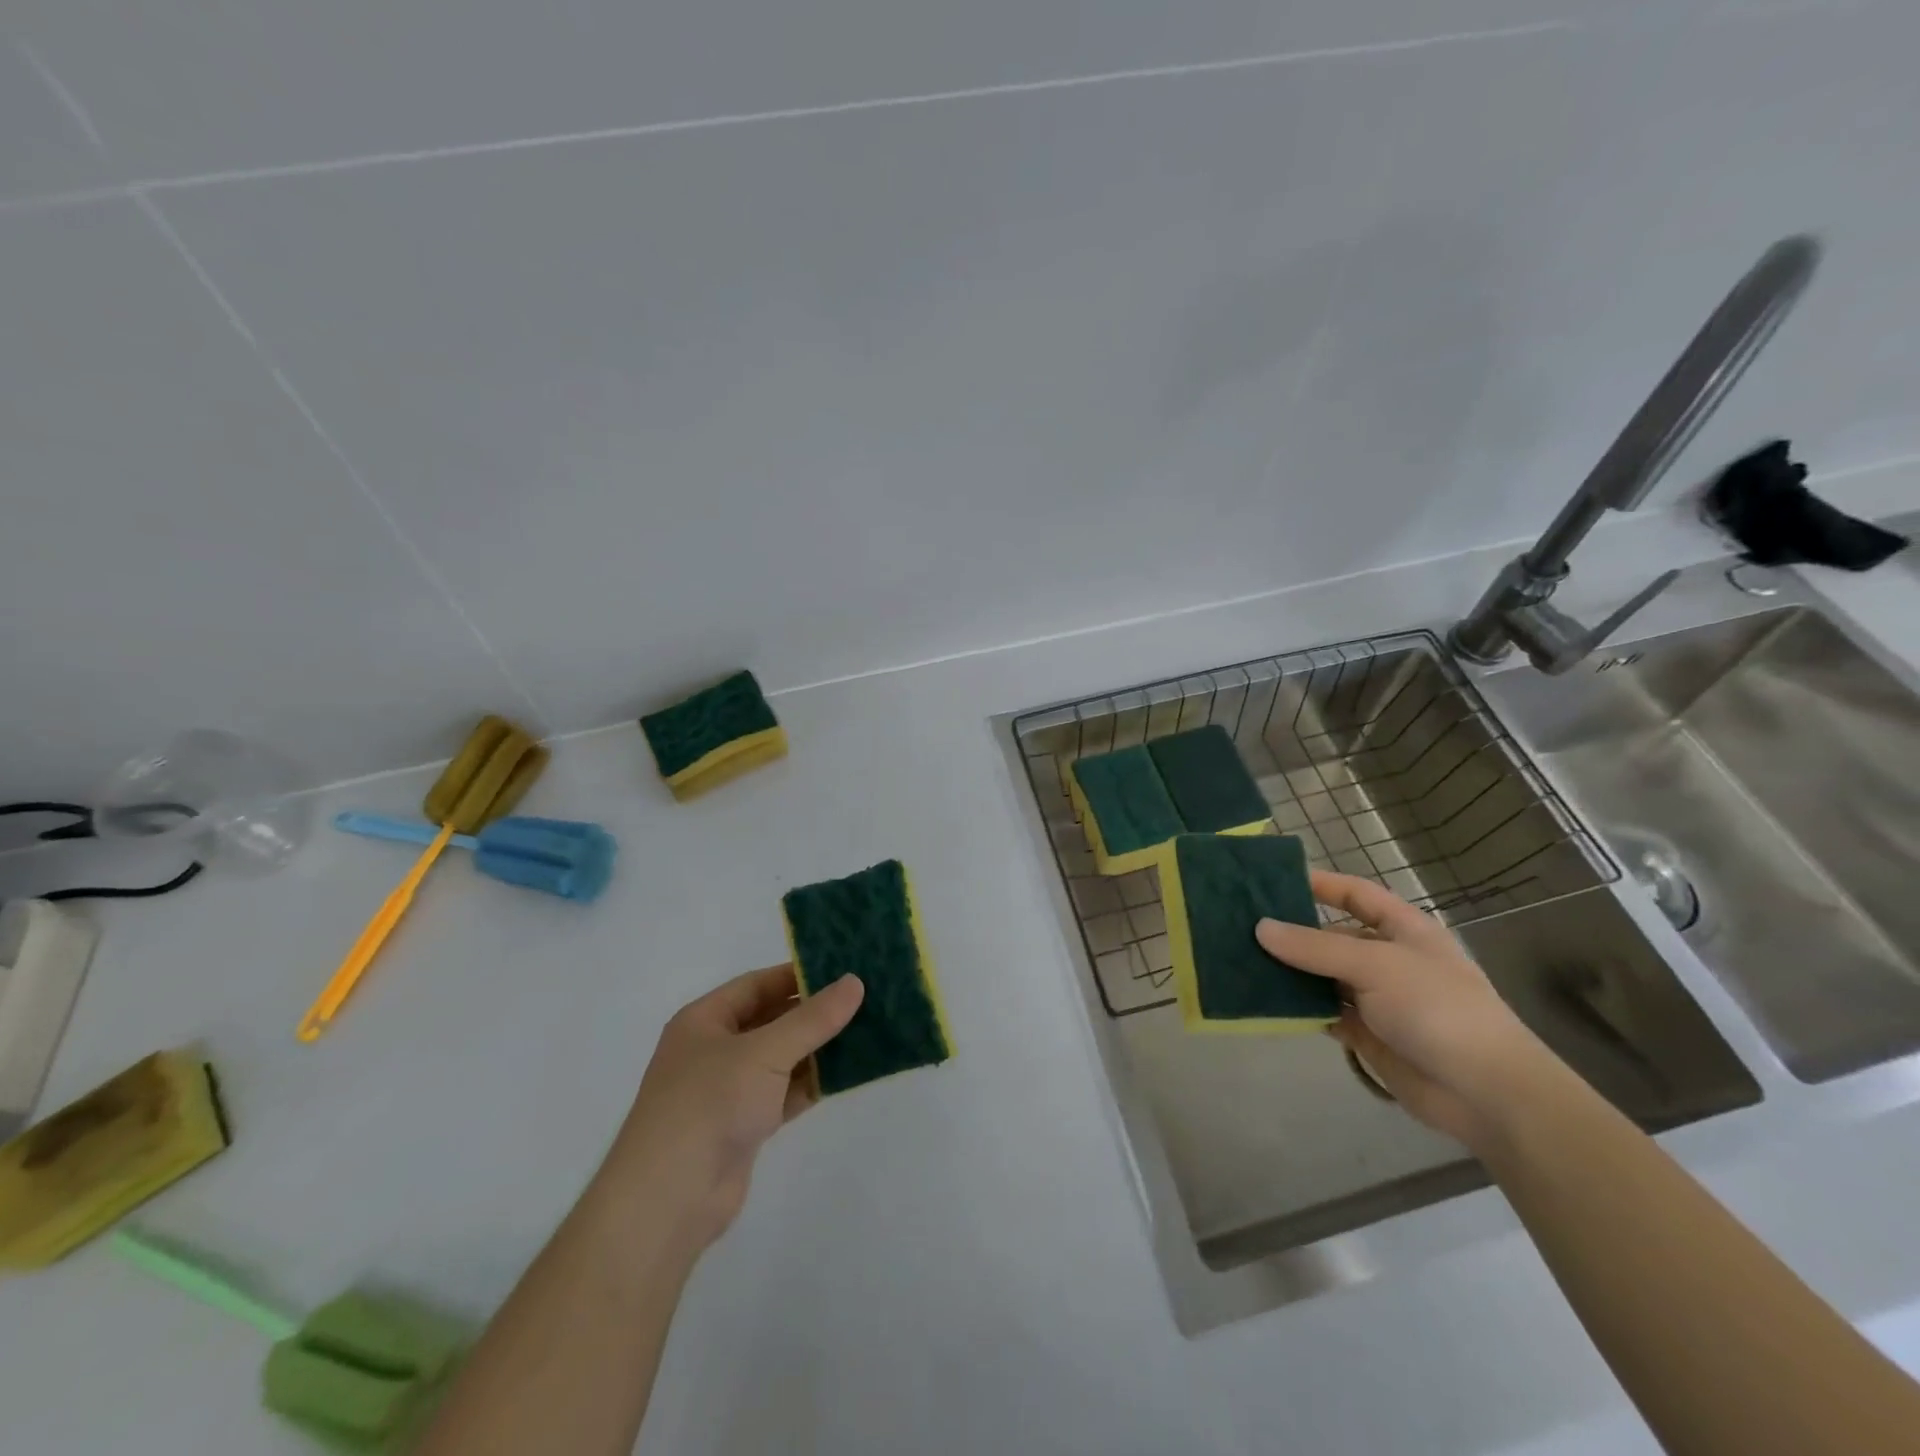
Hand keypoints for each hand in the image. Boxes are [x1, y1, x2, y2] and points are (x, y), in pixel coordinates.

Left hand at [601, 965, 863, 1252]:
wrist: (669, 1201)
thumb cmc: (709, 1105)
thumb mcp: (765, 1052)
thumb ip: (812, 1019)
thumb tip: (854, 982)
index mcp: (705, 1020)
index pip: (758, 984)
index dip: (798, 975)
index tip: (843, 970)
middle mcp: (715, 1049)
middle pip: (772, 1019)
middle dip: (814, 1012)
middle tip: (863, 999)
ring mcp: (729, 1090)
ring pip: (782, 1057)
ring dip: (818, 1048)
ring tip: (866, 1031)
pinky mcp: (744, 1125)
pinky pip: (785, 1091)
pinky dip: (812, 1082)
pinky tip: (848, 1073)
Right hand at [1255, 872, 1553, 1147]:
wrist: (1485, 1092)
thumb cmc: (1437, 1008)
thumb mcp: (1375, 965)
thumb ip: (1314, 946)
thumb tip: (1260, 928)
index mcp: (1402, 929)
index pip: (1355, 894)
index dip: (1319, 884)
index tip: (1271, 881)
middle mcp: (1387, 958)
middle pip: (1331, 935)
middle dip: (1291, 931)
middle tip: (1240, 925)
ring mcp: (1377, 997)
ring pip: (1322, 975)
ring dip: (1289, 970)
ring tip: (1241, 960)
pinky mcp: (1367, 1033)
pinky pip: (1323, 1011)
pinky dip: (1298, 1007)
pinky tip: (1265, 1000)